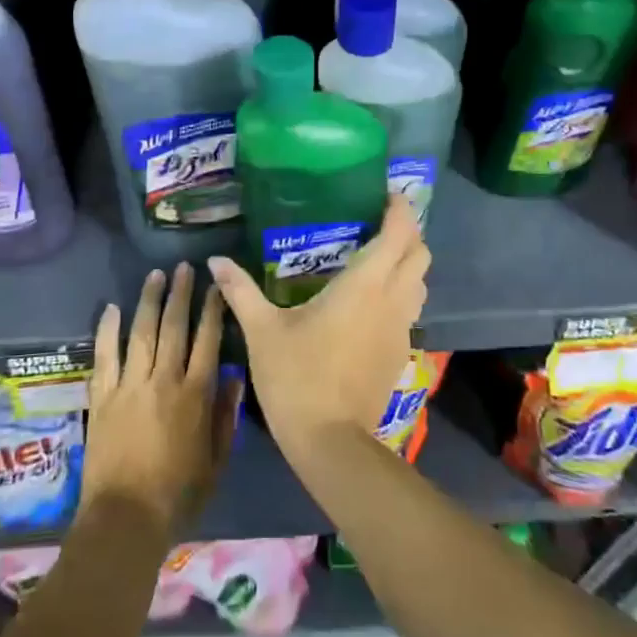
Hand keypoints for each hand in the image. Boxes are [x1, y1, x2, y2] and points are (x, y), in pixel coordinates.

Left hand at [81, 262, 240, 536]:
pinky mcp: (103, 396)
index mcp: (195, 395)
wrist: (125, 519)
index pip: (208, 340)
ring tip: (155, 274)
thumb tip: (234, 377)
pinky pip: (105, 354)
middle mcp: (164, 380)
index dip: (213, 310)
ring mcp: (130, 385)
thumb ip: (225, 418)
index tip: (217, 285)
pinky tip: (112, 307)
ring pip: (142, 332)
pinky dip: (107, 329)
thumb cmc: (178, 495)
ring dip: (149, 300)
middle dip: (181, 293)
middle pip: (174, 326)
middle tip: (185, 267)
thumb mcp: (216, 462)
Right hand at [208, 195, 429, 458]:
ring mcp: (401, 329)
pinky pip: (411, 309)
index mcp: (364, 285)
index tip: (386, 195)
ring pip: (420, 283)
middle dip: (408, 233)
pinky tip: (371, 302)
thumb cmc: (297, 376)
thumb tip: (214, 260)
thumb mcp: (262, 331)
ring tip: (377, 258)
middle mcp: (392, 300)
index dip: (400, 210)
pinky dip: (402, 293)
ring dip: (408, 264)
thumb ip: (240, 290)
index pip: (398, 235)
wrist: (330, 442)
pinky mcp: (400, 354)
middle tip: (379, 223)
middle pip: (421, 254)